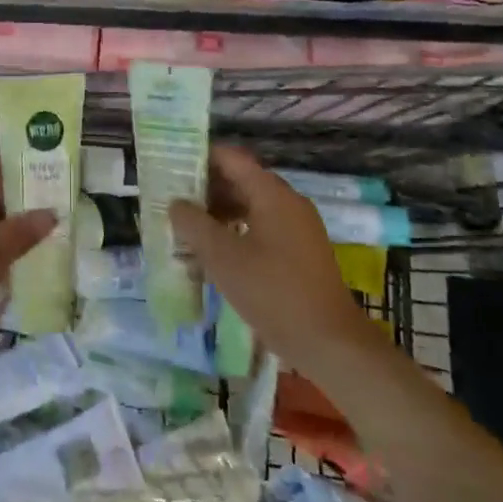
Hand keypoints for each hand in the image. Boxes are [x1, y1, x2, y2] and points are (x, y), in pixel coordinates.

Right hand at [170, 144, 368, 376]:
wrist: (330, 343)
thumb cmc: (273, 292)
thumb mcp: (222, 257)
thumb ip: (194, 224)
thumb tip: (176, 204)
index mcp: (272, 193)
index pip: (231, 159)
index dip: (200, 158)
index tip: (172, 167)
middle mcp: (288, 202)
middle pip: (241, 181)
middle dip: (206, 190)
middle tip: (173, 202)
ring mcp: (298, 228)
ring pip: (251, 207)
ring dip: (220, 214)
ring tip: (188, 230)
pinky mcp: (301, 253)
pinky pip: (262, 228)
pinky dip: (237, 232)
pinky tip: (216, 255)